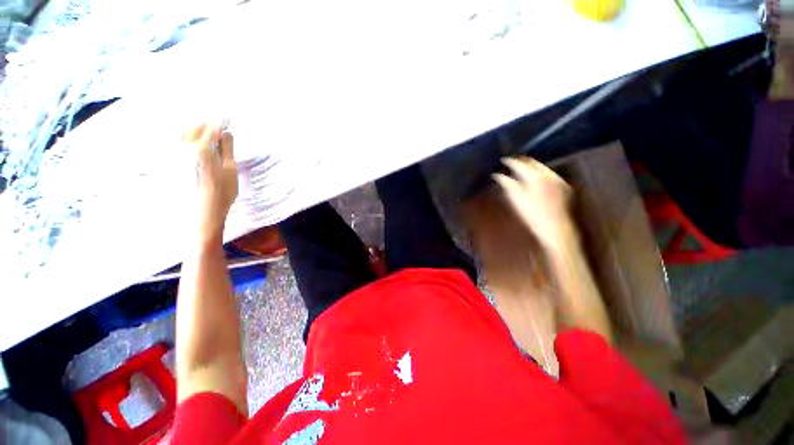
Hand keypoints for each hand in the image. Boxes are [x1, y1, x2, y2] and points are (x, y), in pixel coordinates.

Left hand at [182, 123, 237, 243]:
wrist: (199, 214)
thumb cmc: (221, 193)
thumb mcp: (230, 171)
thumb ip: (228, 150)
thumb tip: (227, 133)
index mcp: (201, 149)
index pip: (211, 129)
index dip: (220, 122)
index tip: (227, 117)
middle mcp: (182, 148)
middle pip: (193, 128)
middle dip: (205, 123)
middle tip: (214, 121)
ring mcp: (170, 155)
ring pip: (179, 133)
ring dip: (191, 128)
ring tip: (200, 127)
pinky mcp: (164, 163)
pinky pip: (170, 143)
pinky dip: (180, 137)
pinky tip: (185, 138)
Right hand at [493, 157, 574, 251]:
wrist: (556, 229)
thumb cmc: (533, 215)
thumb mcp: (516, 199)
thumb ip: (507, 184)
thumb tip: (498, 175)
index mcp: (536, 177)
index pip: (521, 164)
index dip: (511, 161)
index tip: (503, 160)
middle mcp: (549, 174)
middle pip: (533, 162)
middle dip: (522, 161)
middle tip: (512, 164)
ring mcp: (558, 180)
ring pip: (542, 167)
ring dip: (531, 166)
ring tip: (522, 170)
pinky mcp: (563, 186)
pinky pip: (550, 174)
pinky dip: (540, 173)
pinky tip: (535, 178)